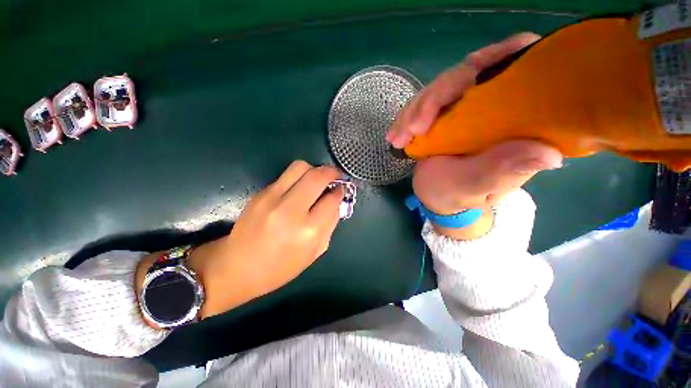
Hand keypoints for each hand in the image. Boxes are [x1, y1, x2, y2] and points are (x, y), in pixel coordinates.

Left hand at [137, 161, 343, 320]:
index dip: (340, 191)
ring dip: (314, 170)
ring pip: (301, 167)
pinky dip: (299, 177)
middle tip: (335, 176)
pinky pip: (286, 175)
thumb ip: (330, 224)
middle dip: (332, 172)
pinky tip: (299, 188)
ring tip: (317, 179)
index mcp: (309, 231)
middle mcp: (291, 210)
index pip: (332, 199)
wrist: (236, 266)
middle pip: (318, 176)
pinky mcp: (261, 193)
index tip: (341, 189)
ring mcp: (273, 198)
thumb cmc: (280, 267)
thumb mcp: (315, 252)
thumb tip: (336, 201)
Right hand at [386, 33, 562, 238]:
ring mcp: (466, 106)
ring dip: (413, 110)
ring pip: (440, 88)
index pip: (517, 67)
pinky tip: (395, 135)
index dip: (494, 59)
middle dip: (434, 98)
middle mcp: (496, 104)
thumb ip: (502, 171)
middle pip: (469, 74)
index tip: (458, 84)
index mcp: (518, 119)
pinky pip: (424, 104)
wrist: (438, 196)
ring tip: (397, 138)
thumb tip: (549, 154)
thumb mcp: (477, 186)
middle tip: (411, 129)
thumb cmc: (459, 195)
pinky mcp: (445, 113)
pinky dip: (407, 117)